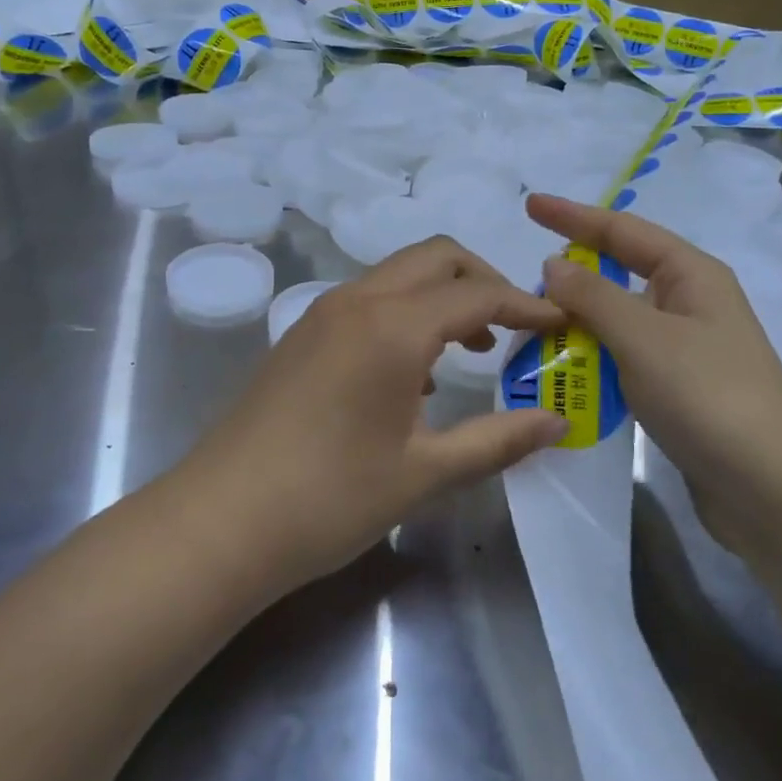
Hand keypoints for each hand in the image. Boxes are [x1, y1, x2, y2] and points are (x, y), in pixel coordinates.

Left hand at [177, 237, 569, 594]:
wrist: (221, 522)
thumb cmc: (330, 498)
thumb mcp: (425, 472)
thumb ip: (498, 440)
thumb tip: (558, 422)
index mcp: (393, 326)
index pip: (477, 294)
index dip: (526, 305)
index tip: (560, 323)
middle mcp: (357, 301)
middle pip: (435, 258)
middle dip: (483, 281)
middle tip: (515, 327)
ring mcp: (322, 314)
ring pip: (398, 276)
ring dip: (442, 296)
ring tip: (471, 349)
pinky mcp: (301, 335)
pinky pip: (368, 301)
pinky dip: (406, 314)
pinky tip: (414, 374)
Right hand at [527, 194, 781, 517]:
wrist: (772, 488)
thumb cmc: (708, 396)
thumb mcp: (644, 337)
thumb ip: (593, 297)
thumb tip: (553, 264)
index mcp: (692, 275)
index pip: (623, 231)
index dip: (573, 216)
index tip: (529, 204)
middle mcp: (690, 303)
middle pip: (621, 273)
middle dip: (574, 273)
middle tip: (523, 279)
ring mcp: (686, 348)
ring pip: (619, 319)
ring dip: (579, 322)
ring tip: (531, 326)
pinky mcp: (679, 389)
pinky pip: (624, 358)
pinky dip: (593, 358)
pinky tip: (563, 370)